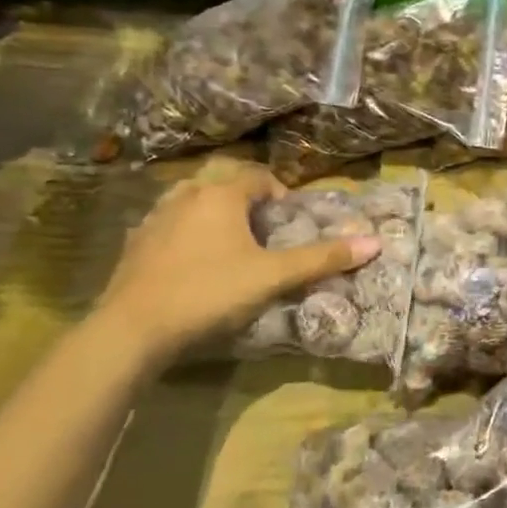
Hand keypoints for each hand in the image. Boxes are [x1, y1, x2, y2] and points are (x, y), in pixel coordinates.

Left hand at [97, 162, 378, 357]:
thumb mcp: (274, 276)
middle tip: (262, 232)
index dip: (278, 193)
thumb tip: (375, 242)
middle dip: (245, 201)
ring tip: (229, 246)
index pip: (256, 176)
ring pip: (191, 202)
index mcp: (220, 195)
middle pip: (222, 184)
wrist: (131, 331)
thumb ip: (323, 258)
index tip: (288, 221)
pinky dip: (185, 234)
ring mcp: (153, 219)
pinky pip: (168, 226)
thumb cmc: (210, 292)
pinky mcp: (132, 245)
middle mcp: (185, 196)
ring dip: (213, 215)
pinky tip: (193, 265)